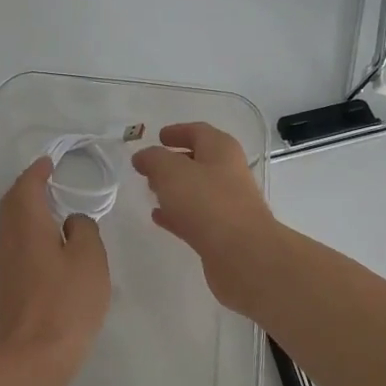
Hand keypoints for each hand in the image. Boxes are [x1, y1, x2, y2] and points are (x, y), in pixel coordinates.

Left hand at [0, 157, 111, 373]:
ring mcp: (3, 265)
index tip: (49, 162)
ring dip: (26, 211)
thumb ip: (84, 230)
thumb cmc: (66, 302)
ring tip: (50, 208)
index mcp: (27, 226)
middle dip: (27, 188)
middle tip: (47, 180)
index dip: (37, 172)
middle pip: (12, 204)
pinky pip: (14, 245)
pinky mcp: (7, 286)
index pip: (27, 187)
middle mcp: (8, 240)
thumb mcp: (89, 259)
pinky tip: (46, 244)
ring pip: (10, 226)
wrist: (34, 356)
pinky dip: (27, 232)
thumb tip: (71, 223)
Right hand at [131, 122, 282, 312]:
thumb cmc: (207, 202)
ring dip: (174, 189)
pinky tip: (158, 218)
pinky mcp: (222, 232)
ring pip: (196, 190)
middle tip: (149, 167)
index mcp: (221, 150)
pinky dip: (177, 214)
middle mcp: (228, 173)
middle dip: (173, 162)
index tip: (158, 136)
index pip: (198, 132)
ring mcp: (228, 204)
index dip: (177, 131)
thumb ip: (153, 159)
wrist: (242, 254)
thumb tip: (143, 156)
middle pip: (199, 161)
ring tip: (150, 191)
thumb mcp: (171, 172)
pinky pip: (195, 217)